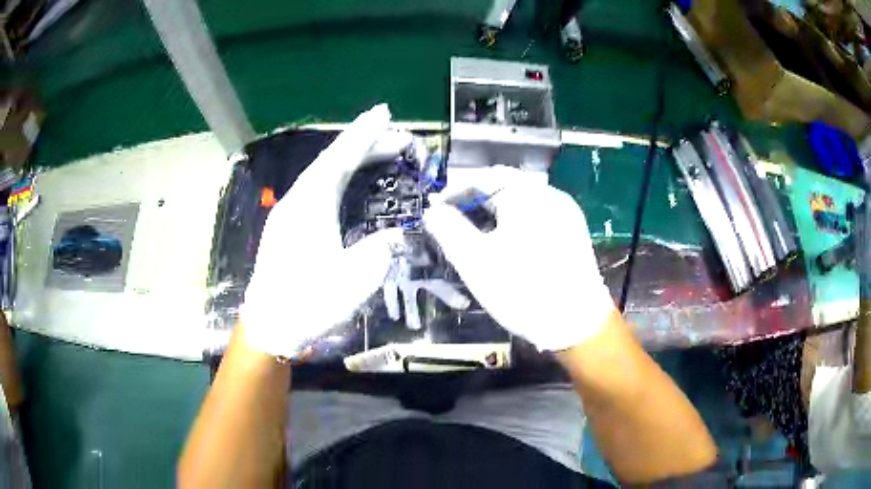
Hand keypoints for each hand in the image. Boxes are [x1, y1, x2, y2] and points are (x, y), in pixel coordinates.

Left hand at [241, 104, 404, 357]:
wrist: (270, 325)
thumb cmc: (310, 302)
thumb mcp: (356, 278)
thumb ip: (381, 248)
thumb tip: (396, 233)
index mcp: (312, 204)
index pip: (341, 157)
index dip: (364, 134)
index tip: (384, 113)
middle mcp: (298, 199)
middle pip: (333, 161)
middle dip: (365, 145)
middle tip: (398, 139)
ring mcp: (289, 212)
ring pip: (323, 174)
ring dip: (352, 160)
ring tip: (380, 154)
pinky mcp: (287, 225)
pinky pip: (317, 188)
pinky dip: (339, 178)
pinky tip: (350, 183)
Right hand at [423, 166, 615, 350]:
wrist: (576, 324)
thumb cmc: (522, 290)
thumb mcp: (475, 261)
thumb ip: (448, 230)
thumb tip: (434, 212)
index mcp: (527, 194)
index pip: (483, 178)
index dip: (455, 193)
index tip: (436, 213)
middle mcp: (550, 195)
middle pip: (504, 188)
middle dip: (474, 204)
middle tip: (453, 226)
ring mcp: (566, 213)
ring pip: (520, 204)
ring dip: (494, 215)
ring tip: (475, 237)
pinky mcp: (573, 233)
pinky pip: (537, 217)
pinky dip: (515, 225)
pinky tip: (505, 246)